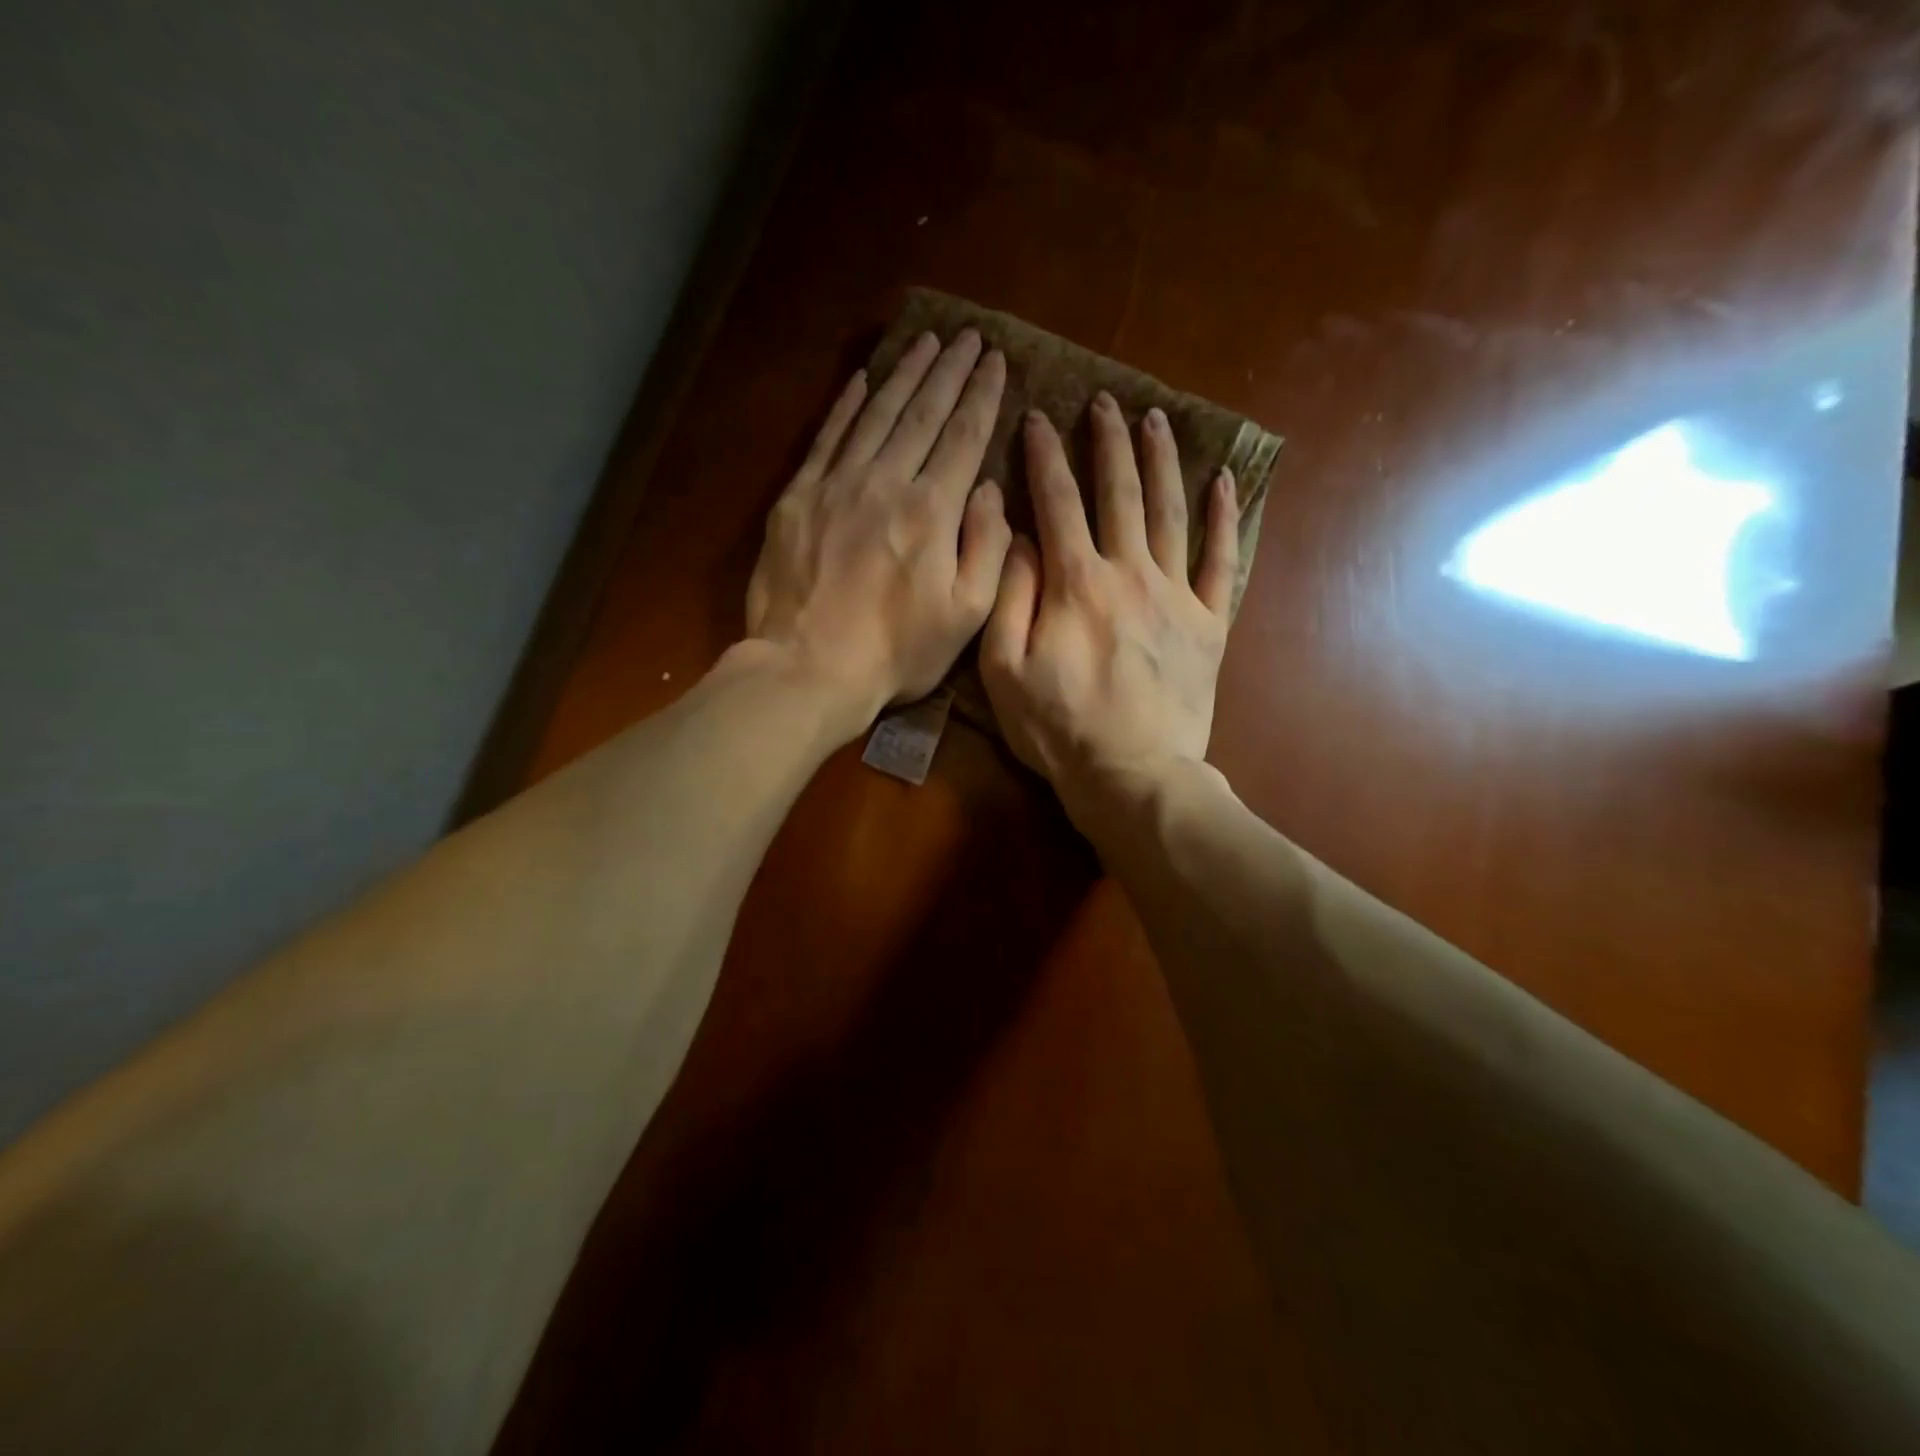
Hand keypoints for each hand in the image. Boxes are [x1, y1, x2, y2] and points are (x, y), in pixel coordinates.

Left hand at [746, 329, 1010, 729]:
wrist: (808, 668)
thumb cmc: (895, 653)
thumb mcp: (966, 616)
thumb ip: (987, 548)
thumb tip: (988, 491)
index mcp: (931, 511)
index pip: (964, 437)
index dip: (982, 396)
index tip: (997, 361)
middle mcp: (885, 482)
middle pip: (923, 414)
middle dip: (950, 372)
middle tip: (969, 338)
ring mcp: (836, 485)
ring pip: (876, 414)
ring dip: (904, 374)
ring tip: (927, 343)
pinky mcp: (797, 498)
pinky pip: (826, 437)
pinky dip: (846, 404)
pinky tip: (861, 378)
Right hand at [980, 394, 1241, 817]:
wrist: (1133, 776)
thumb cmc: (1059, 729)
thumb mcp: (1004, 670)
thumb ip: (1009, 597)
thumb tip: (1017, 536)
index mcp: (1075, 583)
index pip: (1056, 502)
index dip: (1044, 456)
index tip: (1037, 417)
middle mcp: (1130, 574)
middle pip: (1120, 492)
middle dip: (1109, 441)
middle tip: (1105, 401)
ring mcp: (1176, 596)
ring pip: (1170, 512)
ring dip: (1162, 462)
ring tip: (1157, 419)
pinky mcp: (1209, 624)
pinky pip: (1221, 561)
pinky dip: (1225, 520)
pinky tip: (1226, 483)